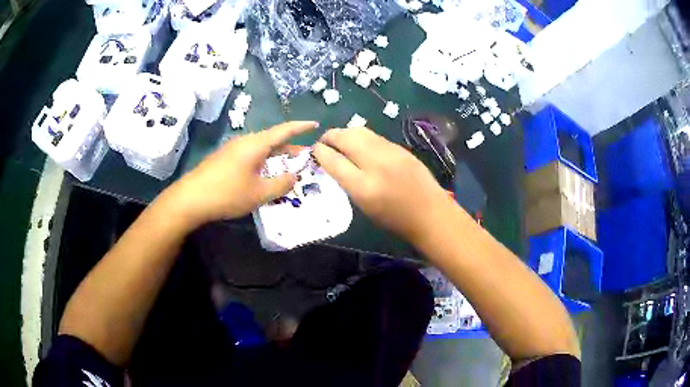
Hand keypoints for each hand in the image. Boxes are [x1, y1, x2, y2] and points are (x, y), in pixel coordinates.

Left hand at [164, 121, 317, 228]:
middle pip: (272, 139)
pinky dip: (262, 161)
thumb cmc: (227, 194)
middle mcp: (244, 142)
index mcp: (255, 144)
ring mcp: (232, 149)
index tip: (315, 124)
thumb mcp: (259, 193)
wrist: (190, 198)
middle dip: (289, 147)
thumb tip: (294, 176)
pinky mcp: (223, 158)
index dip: (301, 127)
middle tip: (304, 156)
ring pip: (260, 148)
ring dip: (275, 156)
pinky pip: (249, 154)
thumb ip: (281, 184)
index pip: (283, 130)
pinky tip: (262, 174)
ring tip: (286, 166)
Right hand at [313, 127, 454, 244]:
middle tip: (324, 142)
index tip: (315, 151)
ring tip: (339, 140)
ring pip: (360, 131)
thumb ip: (347, 182)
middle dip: (330, 136)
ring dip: (345, 133)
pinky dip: (361, 137)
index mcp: (363, 187)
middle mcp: (376, 165)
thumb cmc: (395, 219)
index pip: (333, 160)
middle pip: (345, 138)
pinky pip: (374, 136)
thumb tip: (333, 162)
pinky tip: (360, 144)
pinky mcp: (400, 148)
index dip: (320, 152)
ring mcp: (390, 153)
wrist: (430, 213)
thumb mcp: (364, 206)